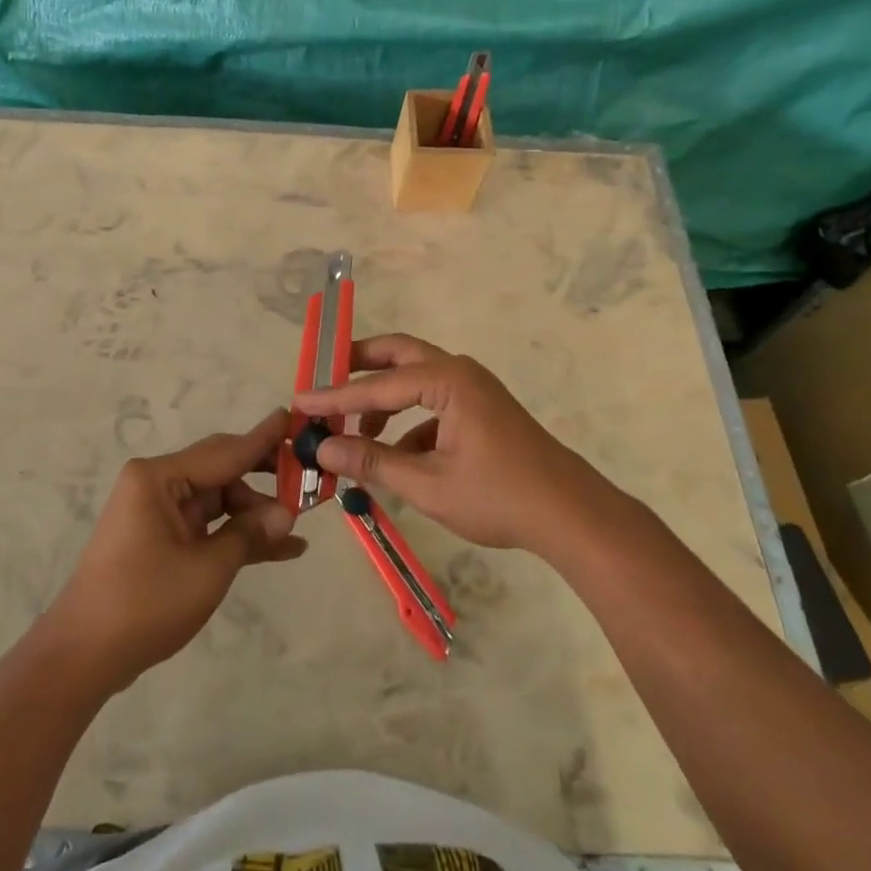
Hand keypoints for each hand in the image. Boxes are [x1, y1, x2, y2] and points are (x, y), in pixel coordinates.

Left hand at [39, 410, 305, 692]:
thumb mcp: (207, 569)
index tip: (294, 418)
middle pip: (222, 471)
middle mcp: (158, 484)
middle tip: (307, 478)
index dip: (264, 439)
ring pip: (219, 500)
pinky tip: (280, 548)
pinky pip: (208, 526)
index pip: (225, 451)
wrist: (84, 656)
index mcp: (159, 477)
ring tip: (298, 528)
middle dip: (264, 478)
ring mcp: (159, 512)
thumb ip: (249, 534)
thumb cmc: (144, 603)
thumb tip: (287, 514)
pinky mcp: (162, 539)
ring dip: (255, 514)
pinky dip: (237, 535)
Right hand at [296, 334, 619, 555]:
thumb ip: (372, 462)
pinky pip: (433, 404)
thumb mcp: (427, 484)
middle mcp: (459, 372)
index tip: (300, 402)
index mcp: (447, 380)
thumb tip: (322, 450)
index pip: (376, 385)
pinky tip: (395, 458)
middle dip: (359, 366)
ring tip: (354, 436)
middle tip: (324, 379)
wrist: (570, 515)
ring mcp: (473, 390)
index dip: (334, 397)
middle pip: (398, 355)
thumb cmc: (498, 496)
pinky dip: (408, 423)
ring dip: (382, 401)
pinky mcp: (480, 410)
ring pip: (414, 380)